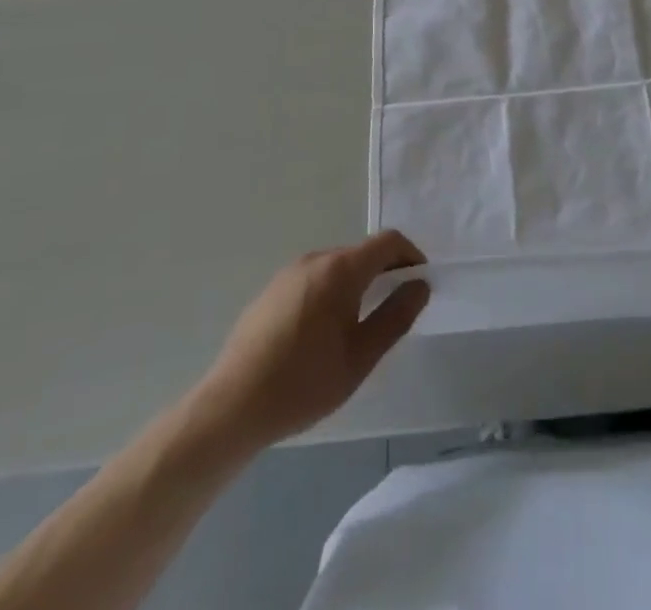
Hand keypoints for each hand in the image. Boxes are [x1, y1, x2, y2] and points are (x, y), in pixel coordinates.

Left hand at [197, 231, 429, 450]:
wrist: (230, 407)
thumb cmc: (303, 383)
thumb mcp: (360, 358)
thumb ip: (395, 317)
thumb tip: (420, 286)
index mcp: (340, 269)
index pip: (388, 242)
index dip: (411, 256)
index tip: (420, 284)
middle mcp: (315, 259)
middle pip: (361, 253)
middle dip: (384, 273)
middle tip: (393, 311)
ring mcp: (288, 273)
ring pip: (336, 267)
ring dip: (357, 284)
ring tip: (359, 326)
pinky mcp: (270, 292)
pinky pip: (313, 280)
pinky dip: (330, 293)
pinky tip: (321, 335)